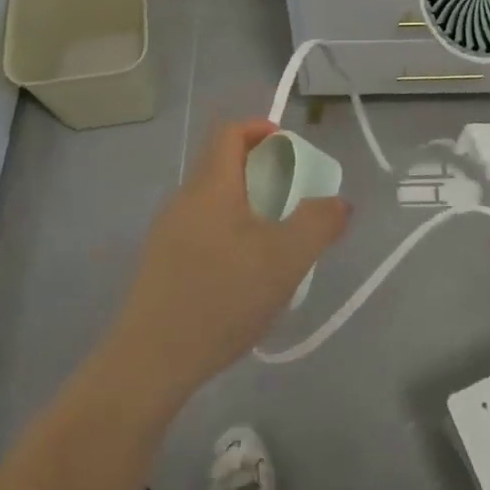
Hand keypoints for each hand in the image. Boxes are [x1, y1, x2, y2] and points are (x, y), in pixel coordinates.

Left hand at [107, 119, 350, 399]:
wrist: (152, 360)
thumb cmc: (223, 297)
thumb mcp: (286, 259)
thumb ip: (319, 223)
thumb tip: (338, 203)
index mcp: (211, 186)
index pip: (230, 131)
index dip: (260, 128)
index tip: (289, 149)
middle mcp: (183, 199)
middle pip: (220, 164)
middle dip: (259, 170)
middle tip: (291, 199)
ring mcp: (167, 232)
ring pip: (211, 201)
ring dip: (244, 205)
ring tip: (273, 242)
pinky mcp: (160, 263)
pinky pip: (200, 230)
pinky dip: (227, 233)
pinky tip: (242, 276)